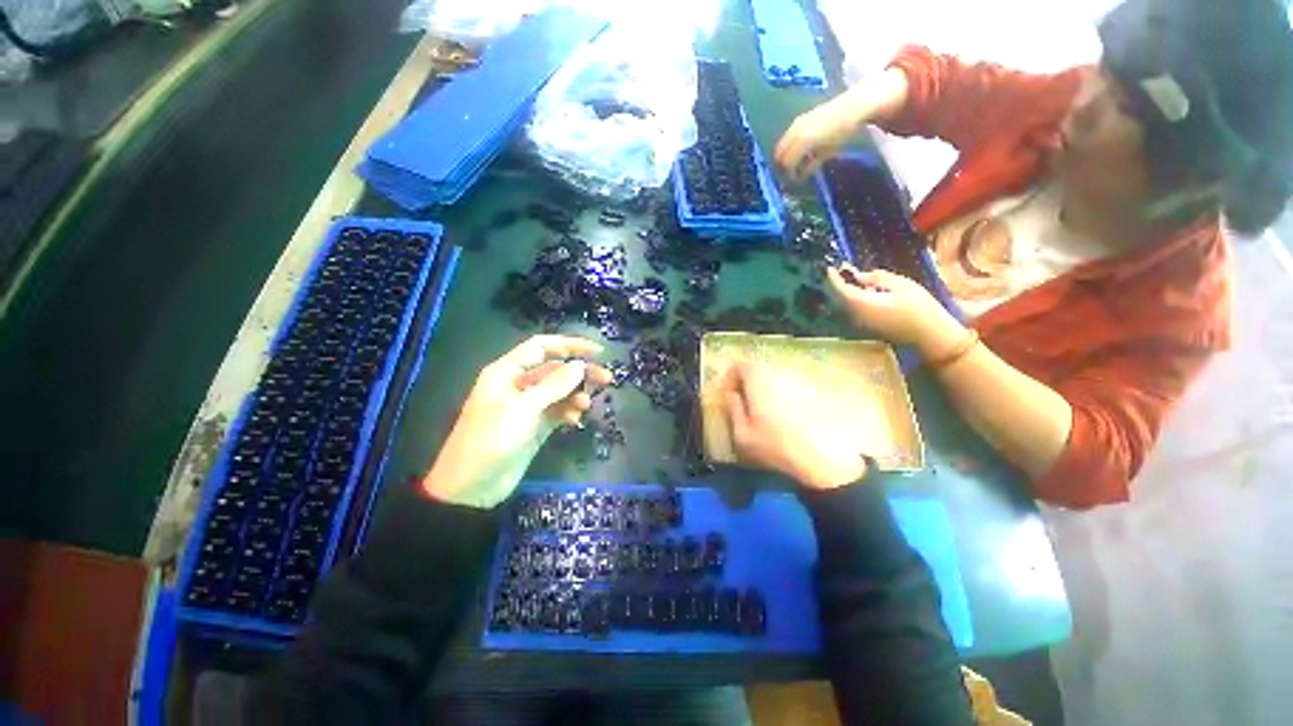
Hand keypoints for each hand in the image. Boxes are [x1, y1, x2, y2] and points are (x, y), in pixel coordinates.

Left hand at [422, 335, 611, 508]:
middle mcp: (518, 385)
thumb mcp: (523, 408)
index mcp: (507, 372)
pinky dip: (568, 412)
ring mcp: (527, 407)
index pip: (542, 347)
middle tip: (606, 379)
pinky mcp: (534, 426)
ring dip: (575, 395)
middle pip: (555, 370)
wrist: (471, 487)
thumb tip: (580, 365)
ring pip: (559, 392)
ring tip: (586, 406)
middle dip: (579, 373)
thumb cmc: (491, 439)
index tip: (597, 351)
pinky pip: (557, 411)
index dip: (569, 345)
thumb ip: (554, 385)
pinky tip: (574, 421)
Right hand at [723, 362, 867, 489]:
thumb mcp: (742, 434)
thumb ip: (733, 410)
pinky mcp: (817, 393)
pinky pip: (795, 390)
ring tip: (766, 414)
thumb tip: (731, 395)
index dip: (731, 377)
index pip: (740, 366)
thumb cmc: (776, 446)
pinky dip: (786, 399)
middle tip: (745, 403)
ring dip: (768, 391)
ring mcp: (800, 382)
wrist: (825, 458)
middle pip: (759, 370)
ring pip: (778, 380)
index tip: (728, 394)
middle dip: (749, 384)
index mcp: (758, 381)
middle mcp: (780, 374)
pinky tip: (788, 420)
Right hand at [774, 98, 861, 180]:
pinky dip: (787, 148)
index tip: (793, 180)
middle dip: (782, 166)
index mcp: (803, 142)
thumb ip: (810, 167)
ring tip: (793, 163)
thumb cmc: (841, 132)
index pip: (787, 163)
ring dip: (783, 157)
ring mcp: (795, 125)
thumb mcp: (826, 153)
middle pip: (779, 155)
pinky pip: (785, 138)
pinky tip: (797, 151)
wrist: (851, 107)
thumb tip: (799, 178)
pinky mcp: (797, 120)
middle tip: (790, 174)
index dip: (788, 174)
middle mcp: (795, 132)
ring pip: (780, 146)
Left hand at [826, 266, 965, 357]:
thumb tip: (859, 275)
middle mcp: (856, 315)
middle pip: (839, 298)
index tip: (830, 267)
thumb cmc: (918, 307)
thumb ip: (876, 278)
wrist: (929, 334)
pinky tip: (867, 291)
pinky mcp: (869, 326)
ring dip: (847, 291)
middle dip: (838, 284)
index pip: (840, 290)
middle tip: (841, 270)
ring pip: (846, 305)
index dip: (833, 278)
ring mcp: (861, 323)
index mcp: (861, 303)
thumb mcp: (900, 285)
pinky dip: (855, 299)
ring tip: (854, 277)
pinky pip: (855, 310)